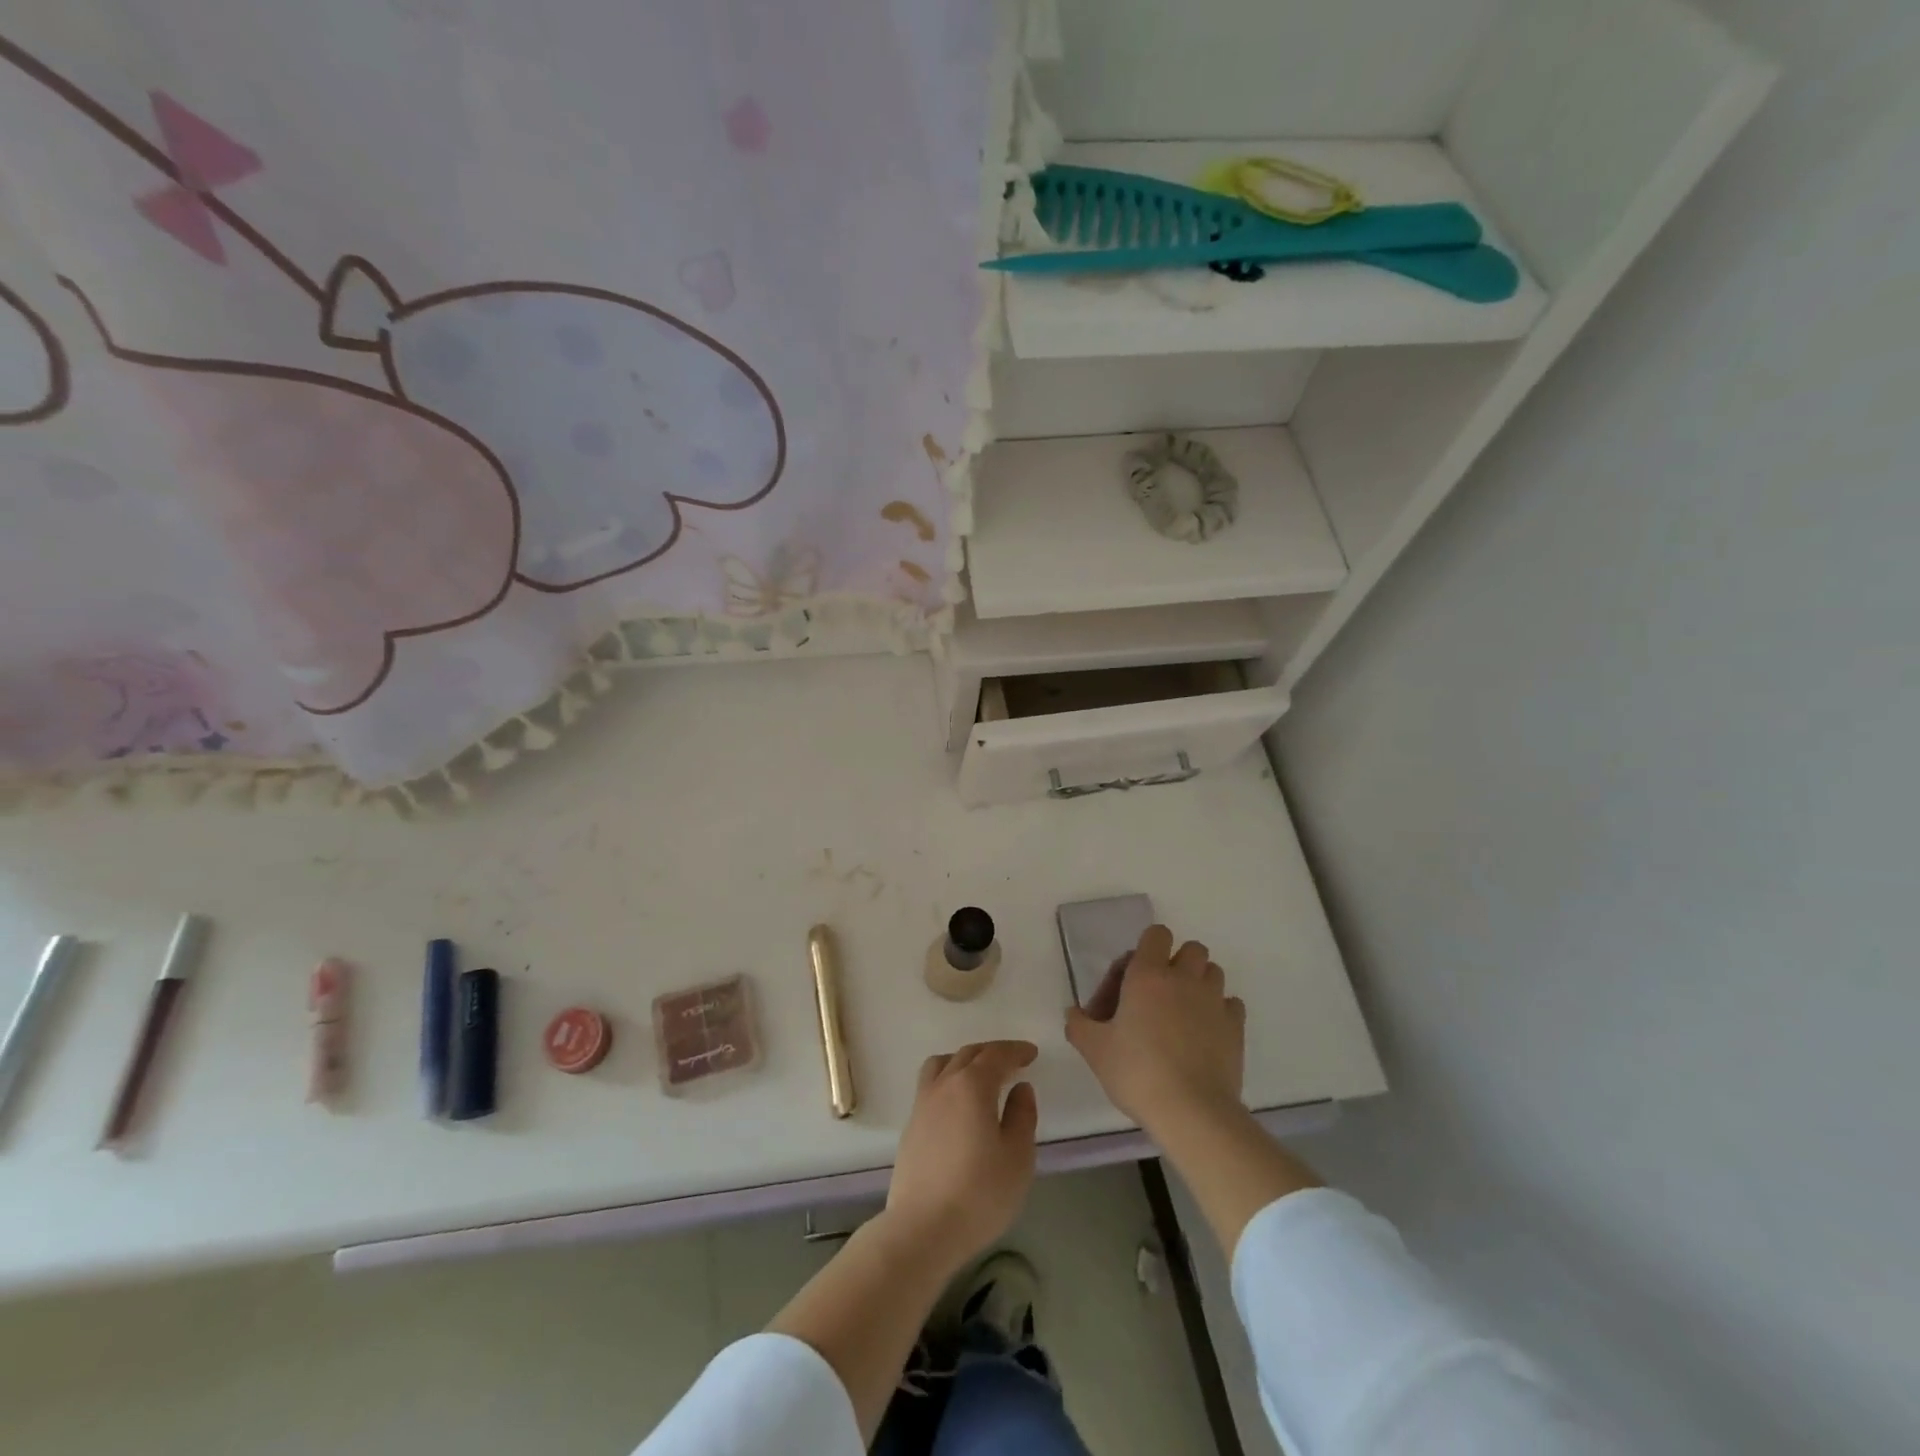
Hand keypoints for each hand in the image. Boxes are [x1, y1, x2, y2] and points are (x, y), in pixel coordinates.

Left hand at [884, 1041, 1038, 1274]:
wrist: (922, 1229)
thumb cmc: (979, 1193)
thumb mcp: (1017, 1157)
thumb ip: (1022, 1116)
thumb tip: (1020, 1088)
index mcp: (972, 1085)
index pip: (996, 1055)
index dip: (1015, 1050)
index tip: (1031, 1053)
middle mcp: (944, 1084)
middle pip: (968, 1054)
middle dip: (992, 1052)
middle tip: (1012, 1061)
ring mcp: (922, 1104)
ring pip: (942, 1064)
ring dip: (964, 1060)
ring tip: (980, 1075)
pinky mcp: (910, 1126)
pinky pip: (930, 1085)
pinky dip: (948, 1080)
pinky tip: (958, 1104)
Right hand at [1066, 925, 1245, 1134]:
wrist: (1192, 1111)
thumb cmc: (1137, 1072)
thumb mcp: (1095, 1050)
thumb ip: (1079, 1025)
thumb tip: (1074, 1014)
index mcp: (1147, 975)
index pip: (1156, 934)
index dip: (1147, 948)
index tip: (1133, 978)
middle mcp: (1184, 979)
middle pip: (1192, 948)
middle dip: (1178, 963)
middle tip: (1159, 995)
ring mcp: (1214, 1001)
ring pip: (1213, 972)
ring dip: (1200, 983)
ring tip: (1184, 1013)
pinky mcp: (1236, 1027)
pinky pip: (1231, 1004)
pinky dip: (1220, 1011)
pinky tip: (1206, 1033)